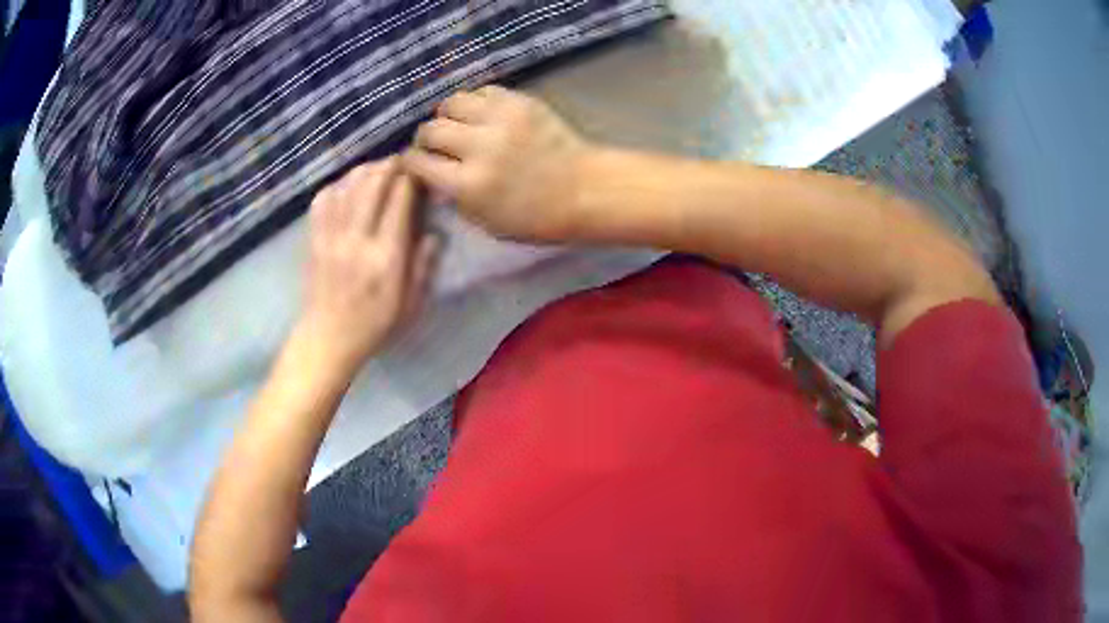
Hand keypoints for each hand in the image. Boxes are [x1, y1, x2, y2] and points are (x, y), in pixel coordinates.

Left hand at [298, 158, 436, 375]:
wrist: (327, 339)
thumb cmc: (374, 325)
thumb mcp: (411, 304)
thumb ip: (423, 266)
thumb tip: (434, 232)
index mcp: (386, 257)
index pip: (399, 201)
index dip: (411, 178)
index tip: (421, 170)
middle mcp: (357, 240)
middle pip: (372, 184)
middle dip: (389, 165)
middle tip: (401, 160)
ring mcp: (330, 237)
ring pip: (347, 186)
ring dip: (365, 170)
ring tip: (378, 168)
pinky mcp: (314, 239)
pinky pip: (323, 199)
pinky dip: (337, 185)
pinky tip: (347, 186)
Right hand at [403, 86, 593, 241]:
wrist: (585, 190)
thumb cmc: (535, 217)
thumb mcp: (486, 222)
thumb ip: (453, 198)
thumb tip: (431, 176)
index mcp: (469, 184)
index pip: (419, 163)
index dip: (411, 162)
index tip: (415, 162)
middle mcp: (479, 147)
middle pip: (430, 129)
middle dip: (426, 138)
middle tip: (435, 144)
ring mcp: (501, 119)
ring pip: (452, 102)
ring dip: (447, 115)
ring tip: (457, 125)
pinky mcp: (520, 101)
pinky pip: (481, 91)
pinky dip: (474, 103)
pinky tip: (481, 115)